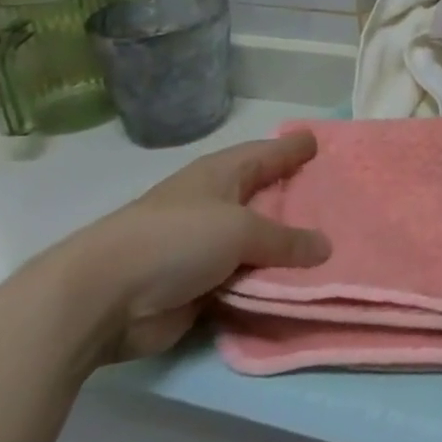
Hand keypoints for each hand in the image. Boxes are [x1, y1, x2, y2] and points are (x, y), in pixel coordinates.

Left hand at [53, 131, 331, 362]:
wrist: (102, 299)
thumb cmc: (175, 240)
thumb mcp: (240, 230)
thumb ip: (285, 239)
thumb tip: (326, 247)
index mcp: (221, 175)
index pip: (267, 154)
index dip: (292, 148)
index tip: (318, 142)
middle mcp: (215, 206)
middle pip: (265, 198)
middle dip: (296, 199)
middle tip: (339, 196)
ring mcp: (205, 249)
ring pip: (258, 245)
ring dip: (287, 249)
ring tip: (333, 245)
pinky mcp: (199, 289)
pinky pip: (246, 282)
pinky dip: (268, 284)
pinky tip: (300, 286)